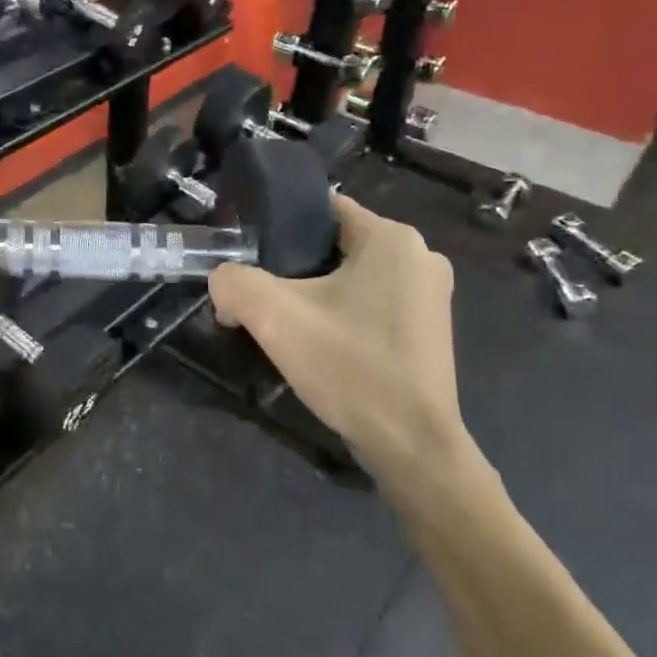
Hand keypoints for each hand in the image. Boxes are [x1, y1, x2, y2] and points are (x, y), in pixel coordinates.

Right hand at [209, 197, 468, 472]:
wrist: (412, 446)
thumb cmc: (350, 367)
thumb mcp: (274, 318)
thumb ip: (233, 283)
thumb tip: (224, 284)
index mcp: (392, 237)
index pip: (322, 210)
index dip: (280, 229)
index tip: (252, 259)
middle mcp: (421, 256)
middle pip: (335, 245)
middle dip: (296, 268)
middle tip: (264, 300)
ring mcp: (432, 294)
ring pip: (353, 277)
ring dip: (319, 294)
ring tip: (288, 327)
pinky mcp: (431, 329)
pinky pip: (374, 304)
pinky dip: (345, 316)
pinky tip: (324, 347)